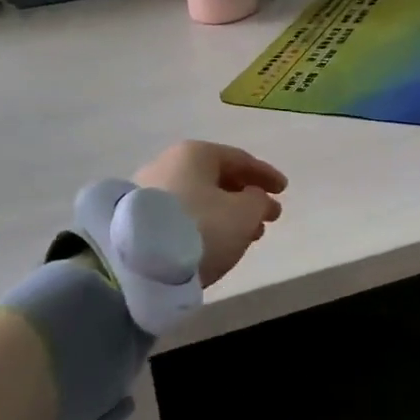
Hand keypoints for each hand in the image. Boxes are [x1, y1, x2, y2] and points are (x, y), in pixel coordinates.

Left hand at [135, 141, 286, 286]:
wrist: (135, 266)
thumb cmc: (199, 228)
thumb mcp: (243, 214)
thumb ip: (258, 202)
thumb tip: (255, 199)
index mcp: (195, 153)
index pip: (239, 159)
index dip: (265, 175)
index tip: (284, 191)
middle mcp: (169, 163)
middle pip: (216, 178)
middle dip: (246, 197)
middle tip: (267, 217)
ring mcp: (148, 191)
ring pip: (199, 198)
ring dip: (226, 214)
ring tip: (246, 236)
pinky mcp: (136, 220)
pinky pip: (181, 215)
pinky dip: (203, 224)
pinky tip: (214, 243)